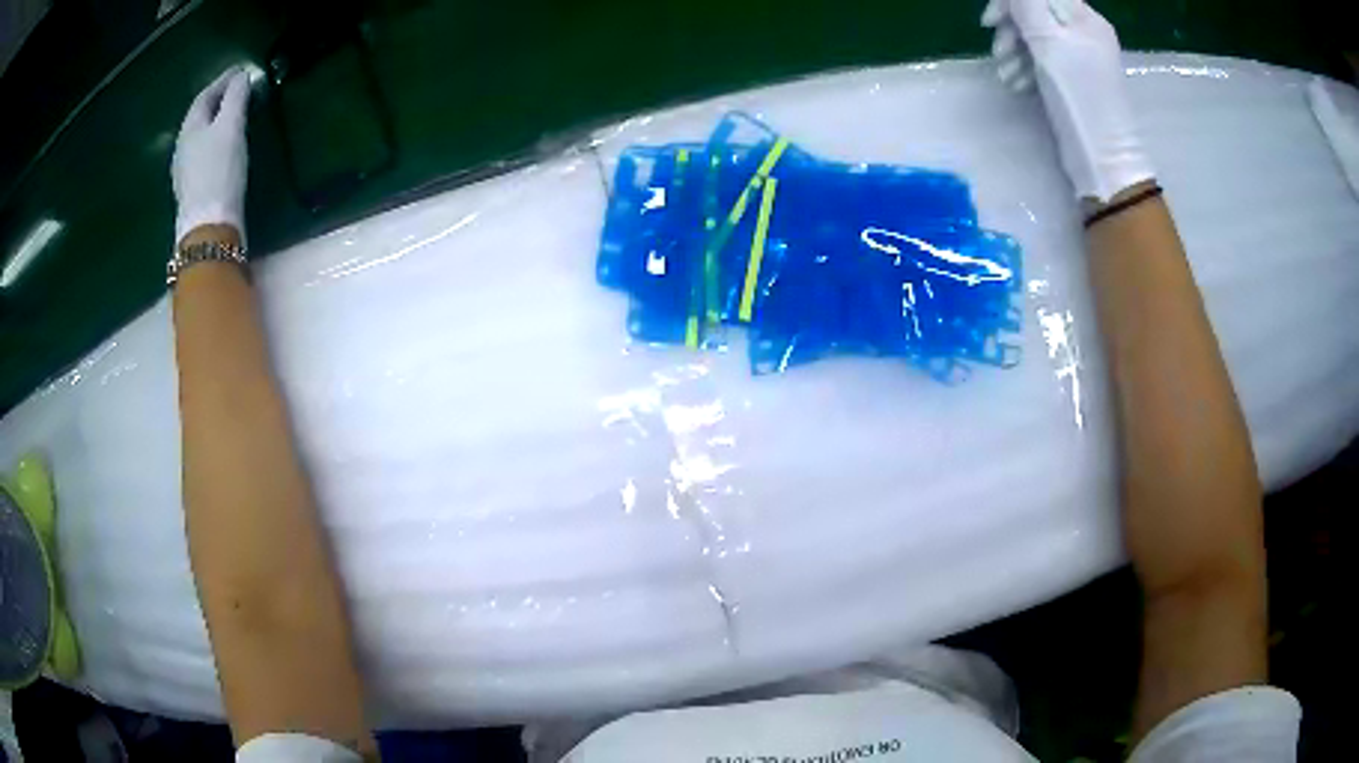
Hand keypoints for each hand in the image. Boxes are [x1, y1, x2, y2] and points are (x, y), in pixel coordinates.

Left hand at [172, 67, 251, 246]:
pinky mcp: (192, 189)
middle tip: (237, 90)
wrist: (208, 226)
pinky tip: (223, 146)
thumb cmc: (219, 170)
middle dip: (218, 100)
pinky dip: (213, 141)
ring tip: (232, 116)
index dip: (223, 79)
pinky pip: (202, 153)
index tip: (241, 69)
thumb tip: (241, 76)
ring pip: (199, 135)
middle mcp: (182, 147)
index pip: (205, 95)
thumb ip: (236, 97)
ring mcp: (184, 170)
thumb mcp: (231, 126)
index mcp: (189, 128)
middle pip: (200, 116)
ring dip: (215, 121)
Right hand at [982, 0, 1153, 201]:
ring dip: (1014, 51)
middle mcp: (1084, 33)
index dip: (1011, 2)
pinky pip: (1043, 59)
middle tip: (998, 50)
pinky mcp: (1073, 79)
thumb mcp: (1049, 44)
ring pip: (1036, 36)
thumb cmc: (1079, 99)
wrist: (1102, 160)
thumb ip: (1026, 5)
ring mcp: (1080, 57)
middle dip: (1012, 28)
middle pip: (1036, 12)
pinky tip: (1017, 84)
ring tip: (1007, 75)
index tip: (991, 20)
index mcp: (1085, 19)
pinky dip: (1026, 67)